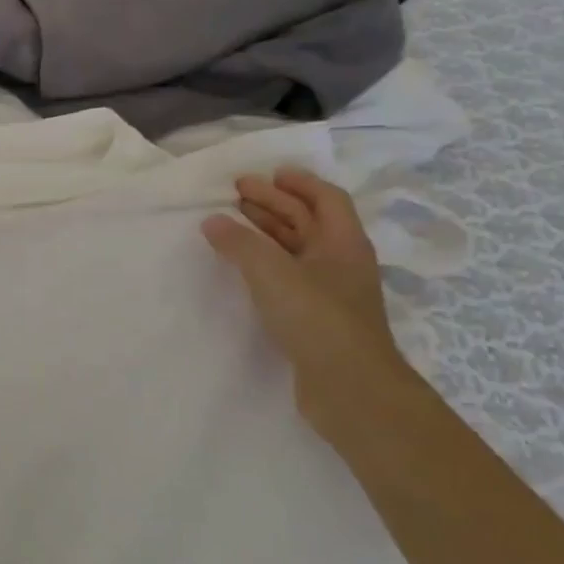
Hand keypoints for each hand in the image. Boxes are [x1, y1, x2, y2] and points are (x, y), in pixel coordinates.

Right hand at [202, 168, 412, 419]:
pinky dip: (266, 262)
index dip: (298, 183)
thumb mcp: (272, 273)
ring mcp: (330, 292)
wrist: (350, 389)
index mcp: (342, 243)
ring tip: (233, 223)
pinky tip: (244, 268)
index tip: (267, 174)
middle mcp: (340, 262)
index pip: (326, 199)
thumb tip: (212, 221)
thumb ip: (239, 244)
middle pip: (309, 221)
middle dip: (275, 204)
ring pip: (297, 249)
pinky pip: (289, 276)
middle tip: (237, 193)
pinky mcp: (316, 318)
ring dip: (268, 232)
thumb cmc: (317, 319)